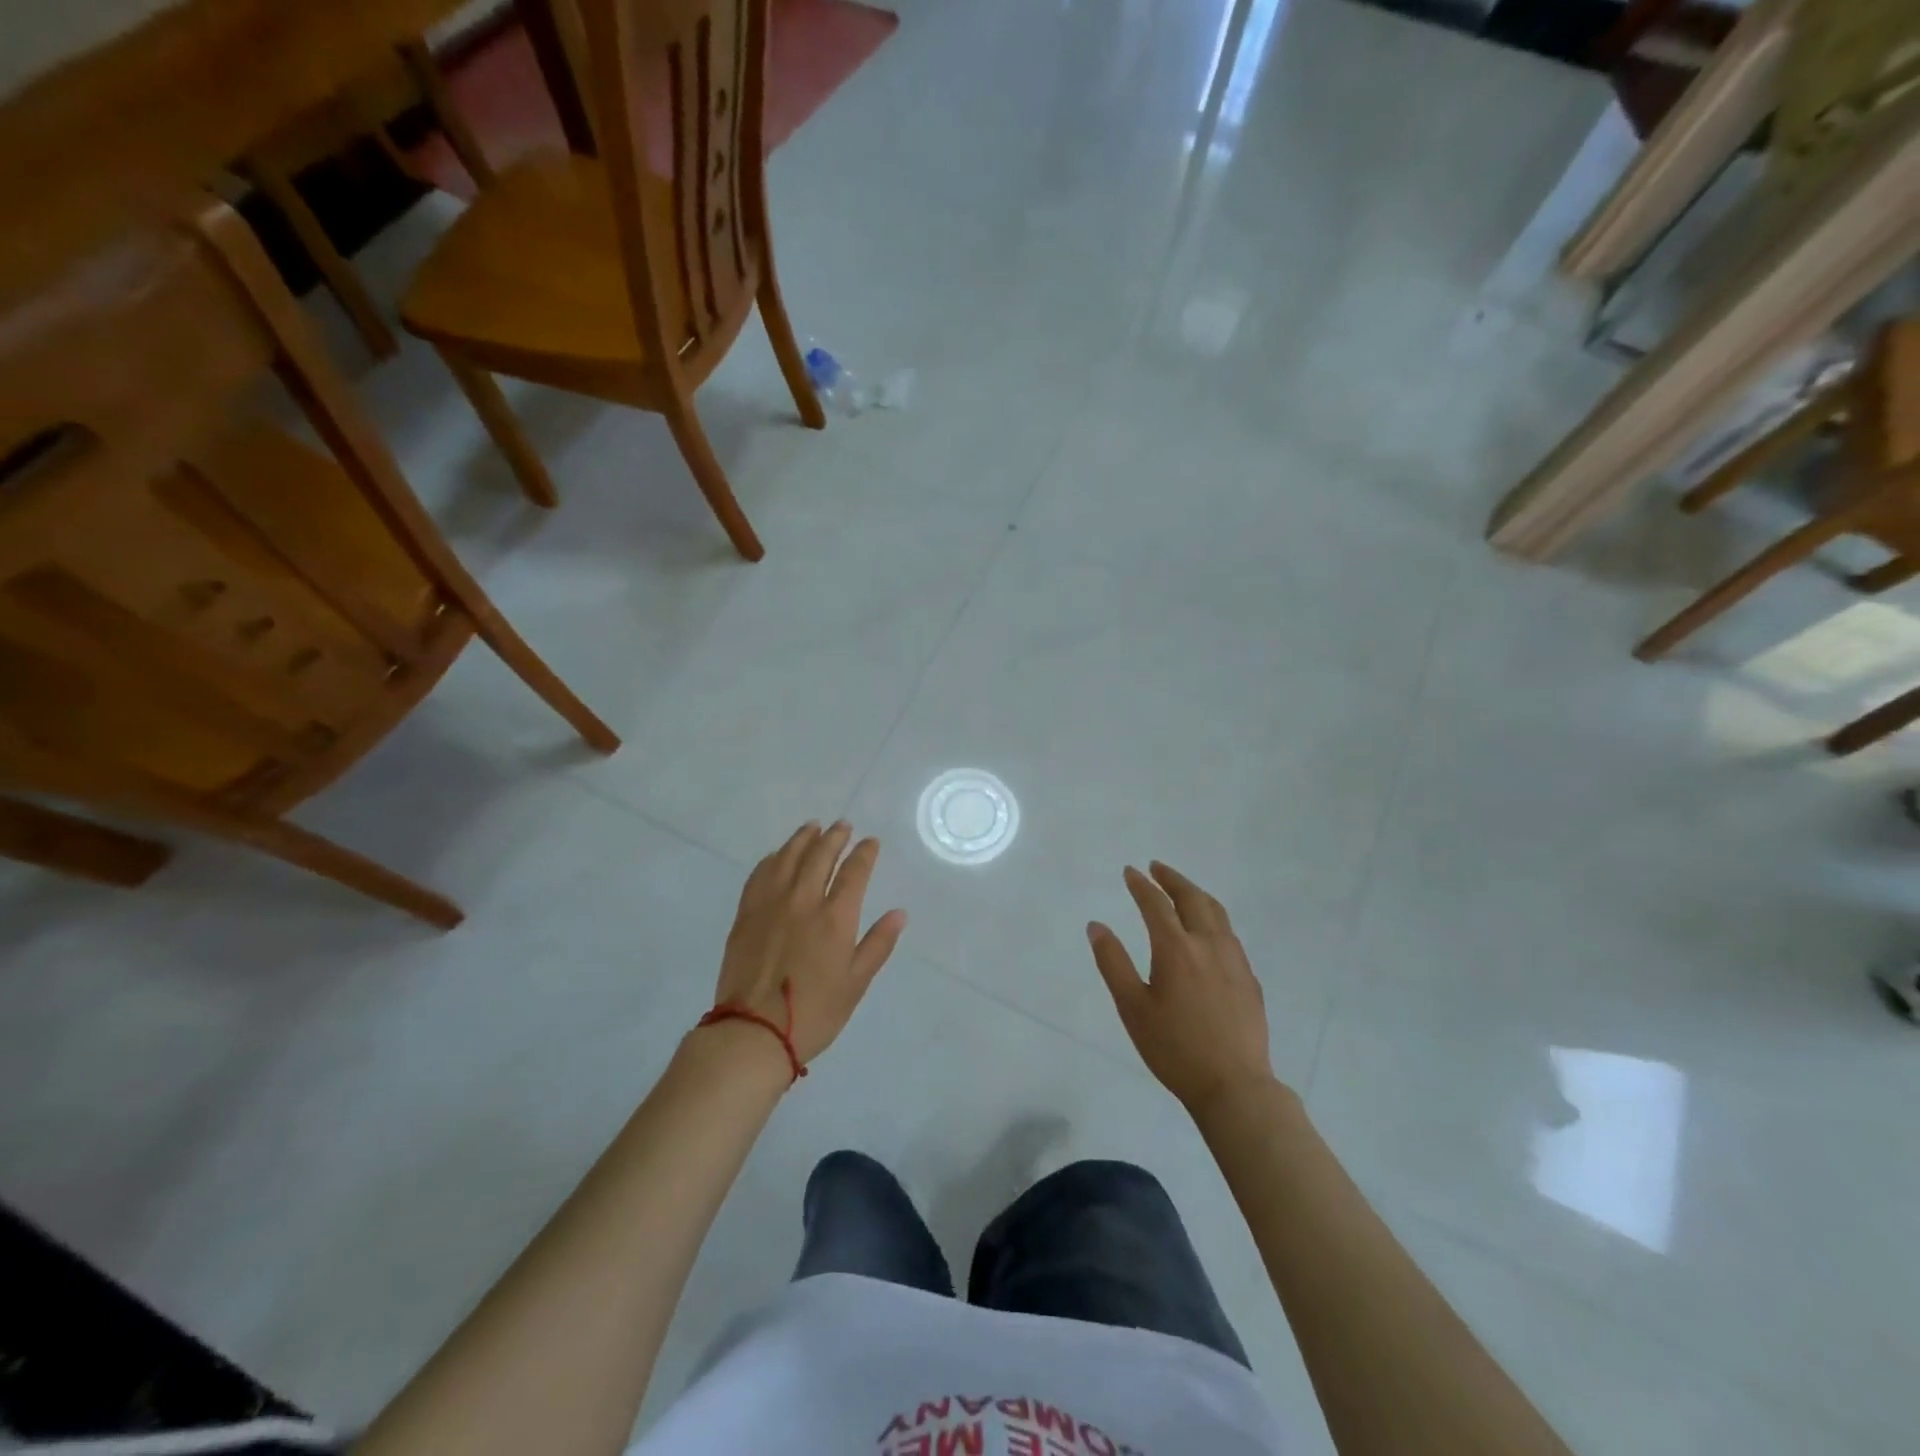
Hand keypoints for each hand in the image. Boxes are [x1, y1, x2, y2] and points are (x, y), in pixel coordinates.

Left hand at [712, 821, 907, 1066]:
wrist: (753, 1032)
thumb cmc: (814, 1013)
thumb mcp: (856, 983)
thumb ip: (878, 944)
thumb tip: (899, 913)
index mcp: (835, 918)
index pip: (854, 872)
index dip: (865, 853)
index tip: (871, 842)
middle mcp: (803, 900)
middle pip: (820, 855)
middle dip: (835, 837)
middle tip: (843, 826)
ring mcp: (770, 904)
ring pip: (788, 857)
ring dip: (803, 839)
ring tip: (812, 827)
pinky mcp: (746, 914)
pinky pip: (760, 874)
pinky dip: (773, 858)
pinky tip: (778, 855)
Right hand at [1088, 862, 1277, 1113]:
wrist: (1235, 1086)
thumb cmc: (1174, 1048)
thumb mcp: (1132, 1008)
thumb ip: (1113, 963)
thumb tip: (1096, 926)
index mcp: (1176, 949)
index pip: (1156, 904)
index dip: (1141, 885)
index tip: (1130, 872)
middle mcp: (1208, 945)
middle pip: (1192, 898)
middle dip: (1172, 878)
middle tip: (1156, 867)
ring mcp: (1234, 960)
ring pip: (1216, 912)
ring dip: (1196, 894)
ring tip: (1182, 890)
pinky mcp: (1249, 978)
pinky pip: (1229, 934)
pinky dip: (1213, 917)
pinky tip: (1208, 931)